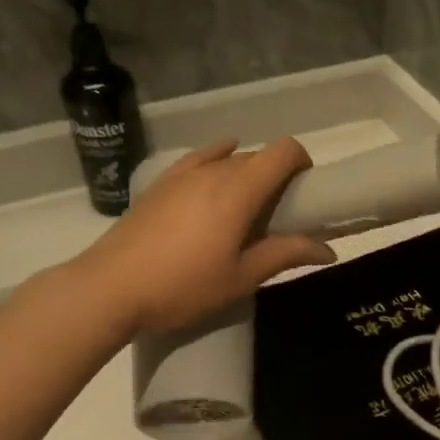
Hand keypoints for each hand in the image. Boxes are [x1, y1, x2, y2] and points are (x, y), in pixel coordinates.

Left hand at [78, 138, 335, 333]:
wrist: (110, 287)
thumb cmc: (183, 286)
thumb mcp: (240, 278)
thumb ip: (285, 255)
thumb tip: (329, 249)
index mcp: (239, 190)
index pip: (283, 151)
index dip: (302, 163)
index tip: (306, 193)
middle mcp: (213, 170)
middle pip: (257, 156)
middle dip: (277, 176)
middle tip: (279, 216)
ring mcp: (182, 174)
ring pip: (228, 159)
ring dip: (246, 175)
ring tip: (245, 211)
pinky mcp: (159, 184)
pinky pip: (198, 160)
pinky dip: (216, 161)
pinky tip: (215, 174)